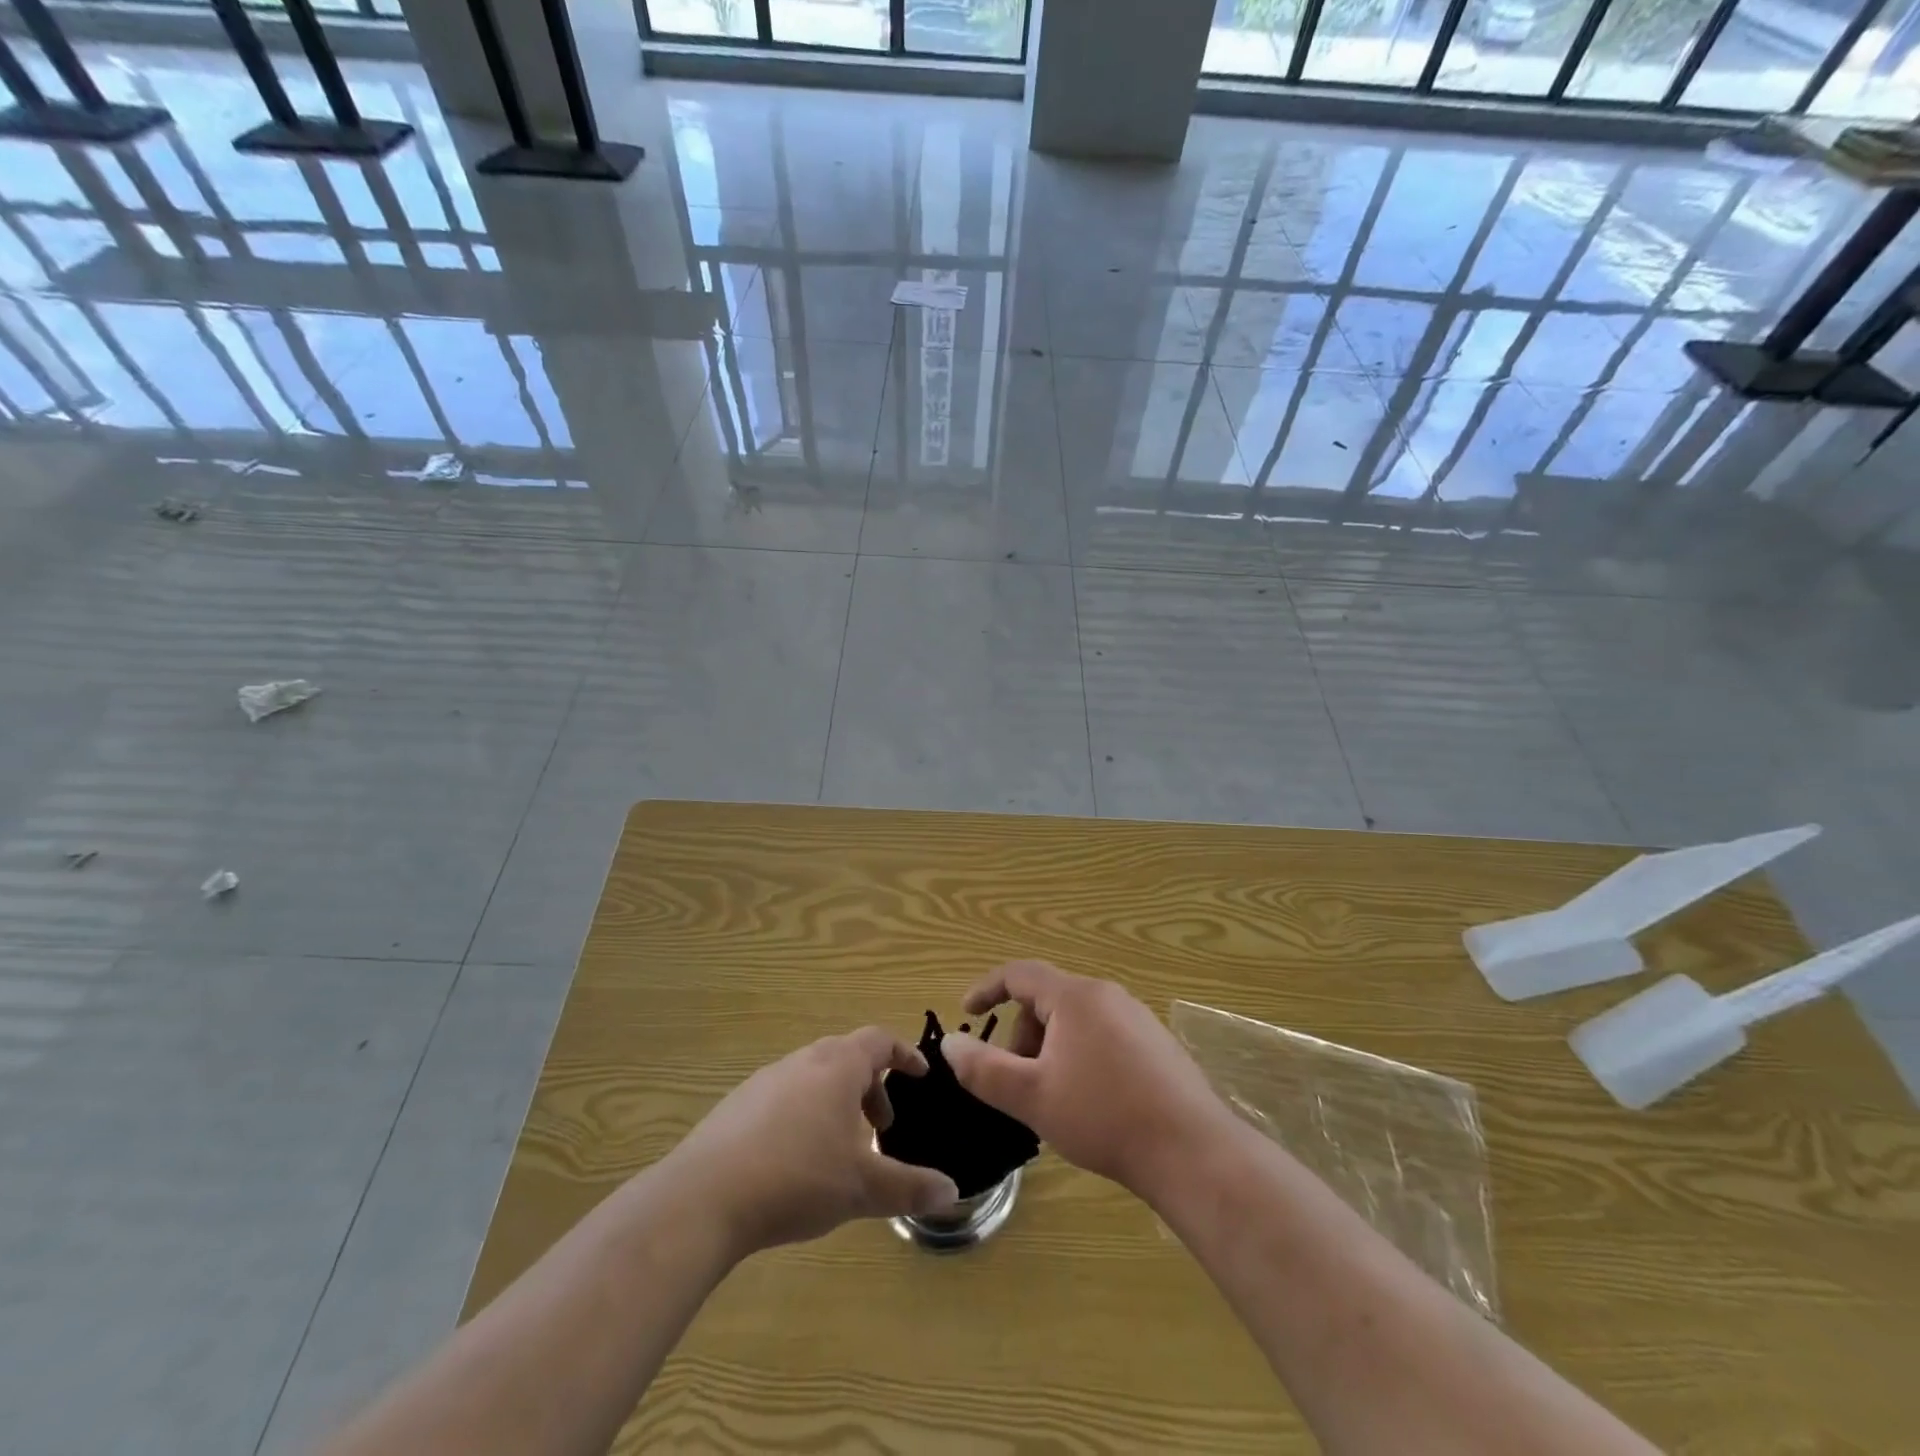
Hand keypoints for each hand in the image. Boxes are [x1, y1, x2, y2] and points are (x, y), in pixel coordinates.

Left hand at [666, 1028, 961, 1258]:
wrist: (704, 1197)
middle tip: (882, 1126)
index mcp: (837, 1066)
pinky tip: (795, 1160)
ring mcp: (765, 1080)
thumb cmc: (797, 1178)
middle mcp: (803, 1061)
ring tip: (840, 1148)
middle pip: (847, 1057)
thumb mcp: (862, 1188)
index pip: (880, 1041)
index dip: (904, 1054)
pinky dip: (803, 1115)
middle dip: (870, 1087)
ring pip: (813, 1077)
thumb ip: (910, 1187)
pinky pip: (783, 1097)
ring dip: (836, 1102)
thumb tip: (953, 1191)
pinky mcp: (736, 1105)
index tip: (920, 1074)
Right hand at [941, 961, 1233, 1200]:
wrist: (1191, 1151)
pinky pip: (1103, 1036)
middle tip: (1016, 1082)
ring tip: (1051, 1098)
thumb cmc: (1103, 1117)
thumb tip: (948, 1043)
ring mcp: (1137, 1018)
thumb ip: (983, 1069)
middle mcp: (1107, 995)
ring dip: (1050, 1049)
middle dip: (1022, 1035)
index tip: (967, 1013)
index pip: (1019, 974)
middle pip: (1048, 1000)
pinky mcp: (1157, 1044)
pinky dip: (1080, 1057)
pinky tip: (1089, 1103)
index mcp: (1075, 997)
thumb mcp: (1031, 1096)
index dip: (987, 989)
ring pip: (1076, 1021)